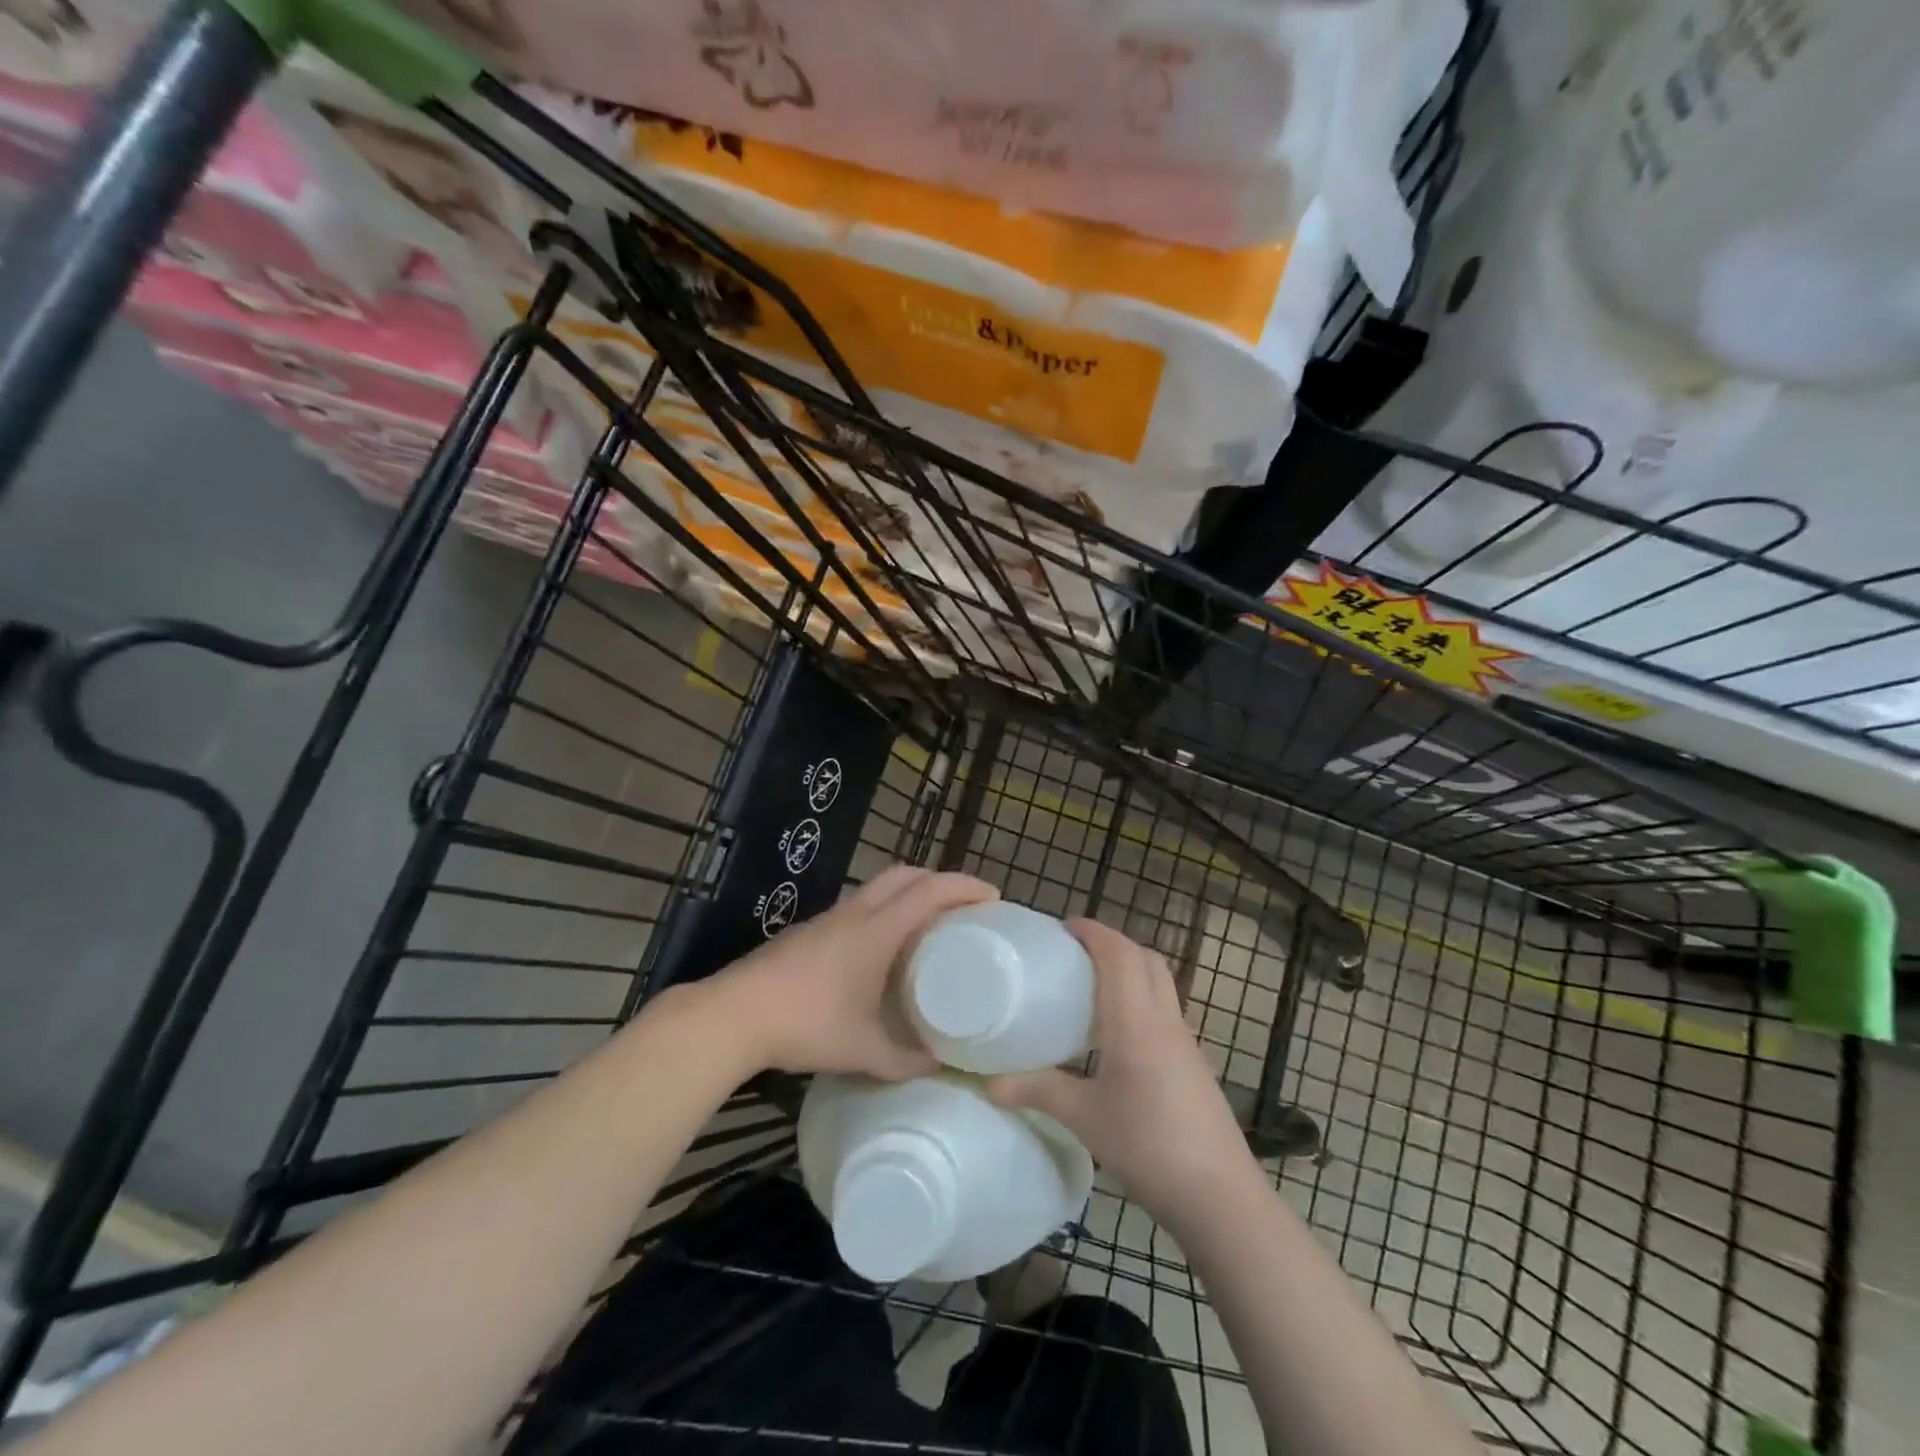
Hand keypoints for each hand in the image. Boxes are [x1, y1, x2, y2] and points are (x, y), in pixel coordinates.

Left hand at [704, 864, 997, 1078]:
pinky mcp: (810, 930)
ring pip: (879, 887)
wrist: (734, 1015)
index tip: (993, 896)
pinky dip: (884, 909)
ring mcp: (829, 918)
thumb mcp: (863, 1050)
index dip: (965, 887)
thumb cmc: (806, 1024)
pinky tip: (883, 946)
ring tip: (928, 924)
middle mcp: (856, 912)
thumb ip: (905, 1061)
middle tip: (964, 906)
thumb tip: (941, 1069)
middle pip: (905, 874)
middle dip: (939, 880)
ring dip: (909, 892)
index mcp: (877, 930)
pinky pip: (859, 905)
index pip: (930, 891)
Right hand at [988, 919, 1259, 1236]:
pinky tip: (1116, 1033)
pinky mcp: (1193, 1063)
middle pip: (1145, 959)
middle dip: (1112, 943)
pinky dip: (1141, 998)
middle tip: (1073, 953)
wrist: (1220, 1197)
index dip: (1093, 931)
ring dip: (1130, 968)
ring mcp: (1185, 1041)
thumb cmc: (1148, 1147)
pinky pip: (1165, 1009)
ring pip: (1160, 982)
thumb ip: (1038, 1091)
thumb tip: (989, 1082)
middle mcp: (1165, 1020)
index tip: (1062, 928)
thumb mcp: (1084, 1118)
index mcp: (1136, 1021)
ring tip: (1090, 986)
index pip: (1119, 954)